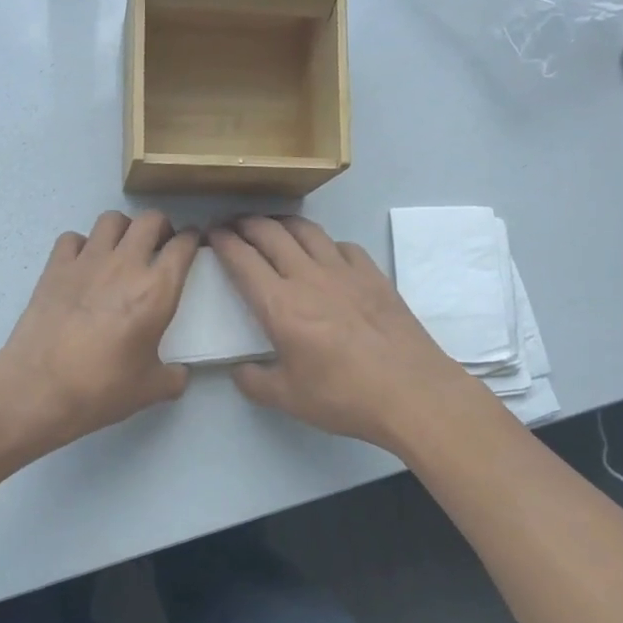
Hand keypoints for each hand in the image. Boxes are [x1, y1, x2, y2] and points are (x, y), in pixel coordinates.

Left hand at [0, 211, 198, 453]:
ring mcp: (86, 261)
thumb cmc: (102, 389)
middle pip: (150, 220)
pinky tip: (82, 264)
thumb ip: (173, 376)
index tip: (191, 244)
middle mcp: (125, 265)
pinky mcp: (55, 268)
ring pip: (111, 220)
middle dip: (161, 226)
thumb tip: (179, 374)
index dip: (192, 240)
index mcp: (156, 291)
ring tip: (122, 248)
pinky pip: (72, 238)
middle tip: (160, 244)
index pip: (183, 246)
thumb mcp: (151, 389)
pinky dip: (82, 245)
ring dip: (123, 229)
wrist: (39, 389)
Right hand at [211, 216, 481, 452]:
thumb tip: (240, 370)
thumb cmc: (343, 396)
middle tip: (233, 225)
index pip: (242, 259)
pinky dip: (323, 243)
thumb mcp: (287, 399)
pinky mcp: (373, 275)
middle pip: (270, 233)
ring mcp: (344, 271)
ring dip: (281, 223)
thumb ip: (254, 382)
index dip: (222, 242)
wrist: (411, 392)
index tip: (211, 235)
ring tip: (271, 228)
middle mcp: (308, 277)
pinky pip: (342, 245)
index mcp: (280, 305)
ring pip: (306, 230)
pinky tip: (323, 255)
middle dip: (245, 223)